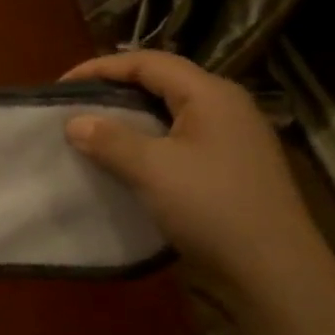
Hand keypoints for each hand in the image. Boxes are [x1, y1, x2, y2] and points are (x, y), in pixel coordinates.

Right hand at [61, 51, 329, 303]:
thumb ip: (110, 139)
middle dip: (114, 90)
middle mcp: (225, 107)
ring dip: (129, 118)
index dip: (100, 68)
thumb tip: (74, 121)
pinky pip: (179, 140)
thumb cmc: (212, 207)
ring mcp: (231, 139)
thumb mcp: (152, 169)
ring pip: (169, 113)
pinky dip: (147, 142)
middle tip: (75, 107)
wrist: (273, 271)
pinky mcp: (230, 168)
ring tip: (93, 132)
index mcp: (211, 94)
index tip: (61, 88)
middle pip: (161, 82)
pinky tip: (126, 161)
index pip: (148, 62)